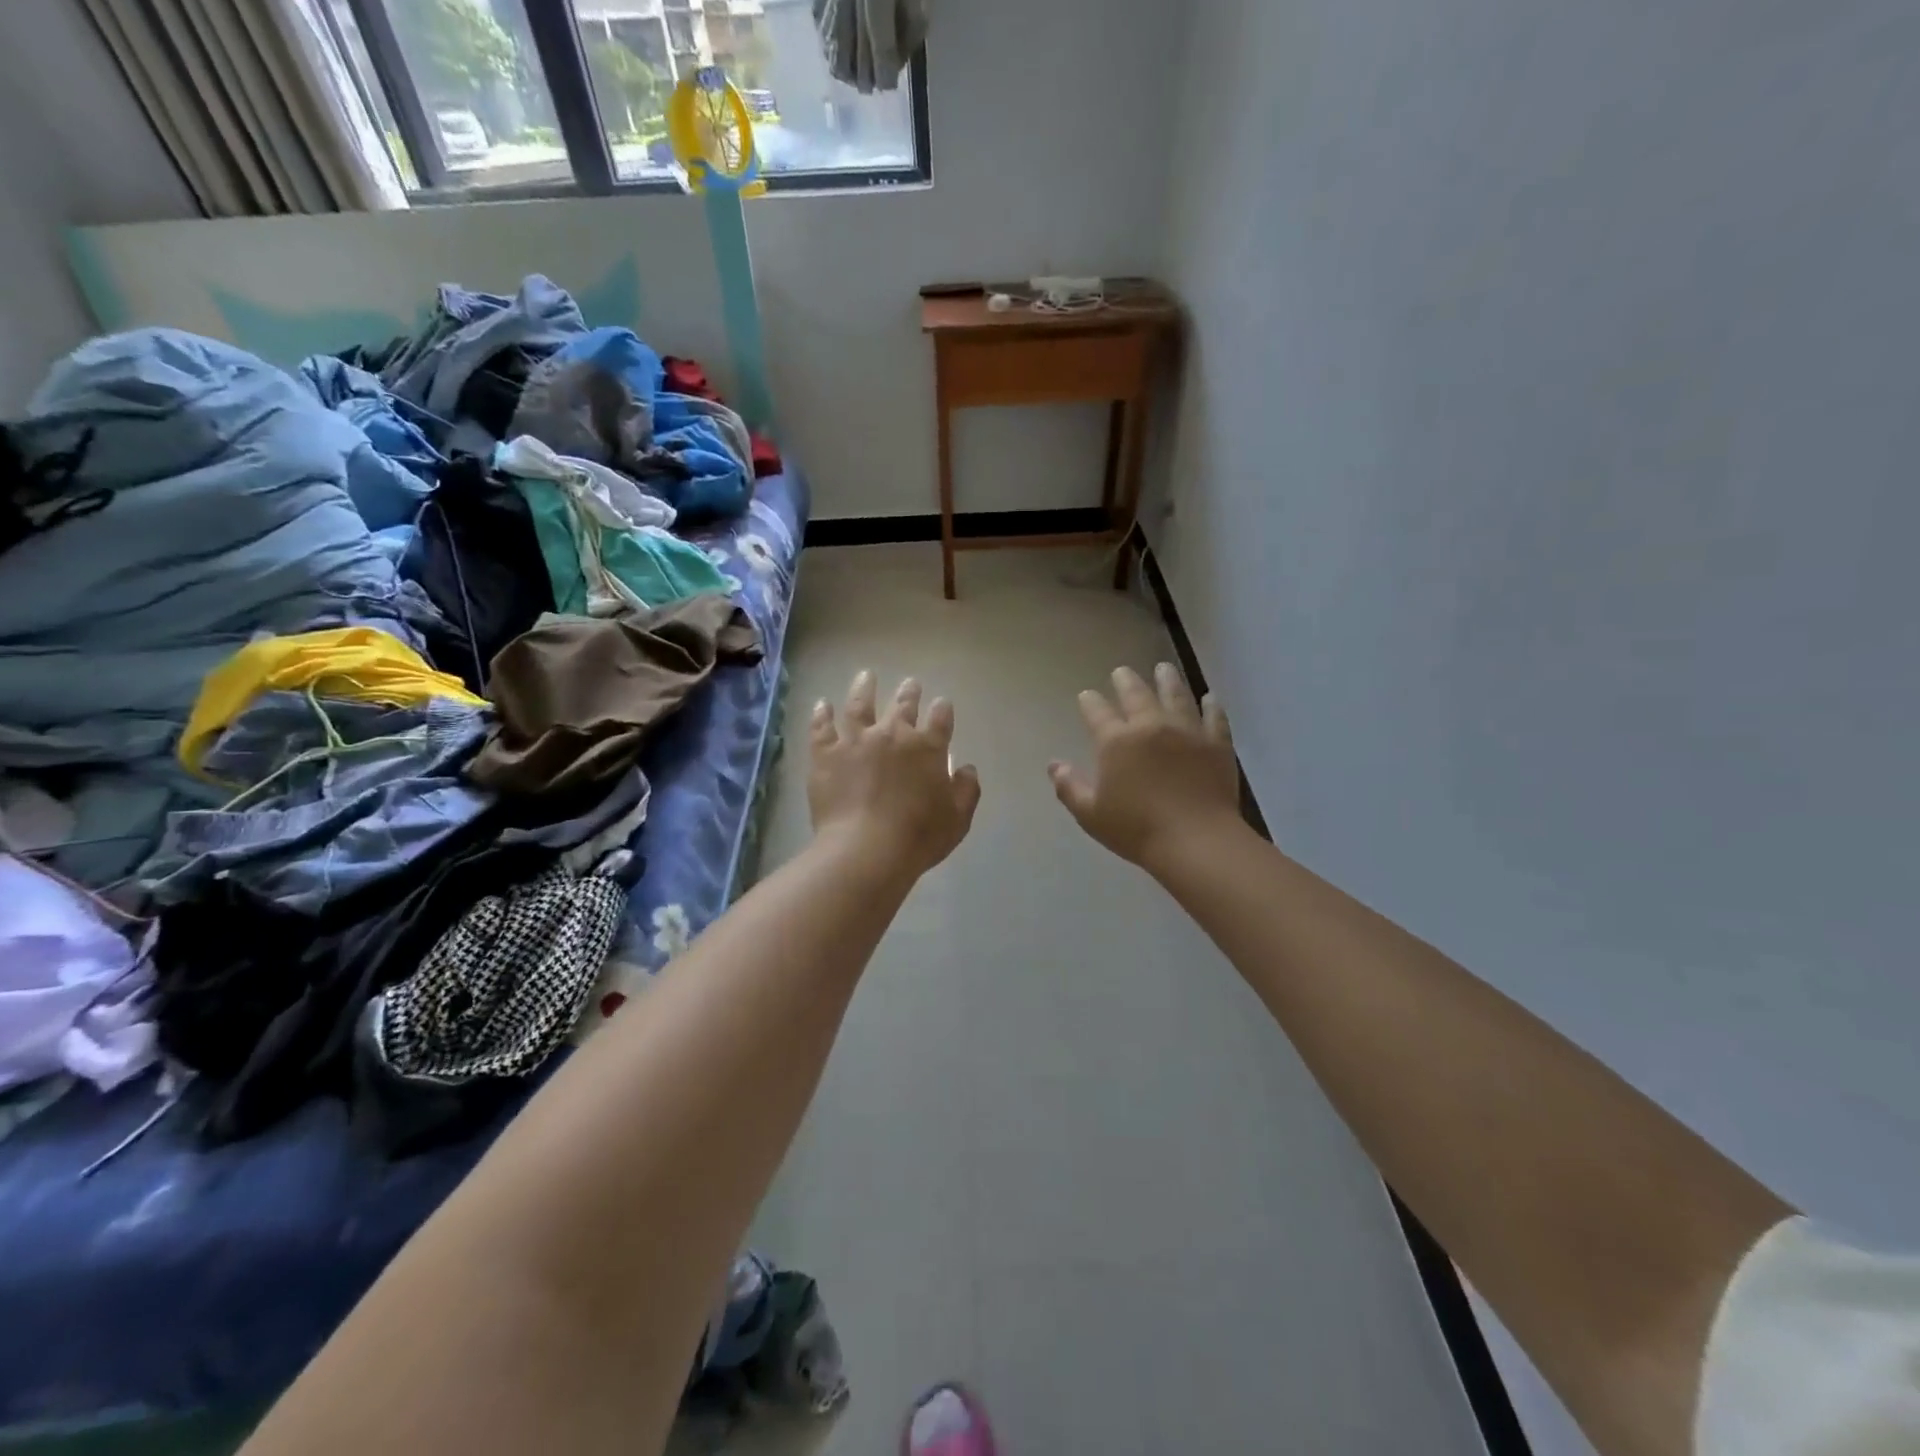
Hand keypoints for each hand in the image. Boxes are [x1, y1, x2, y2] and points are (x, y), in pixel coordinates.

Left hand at [809, 671, 981, 877]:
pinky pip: (822, 727)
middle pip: (903, 705)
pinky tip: (822, 704)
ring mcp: (856, 740)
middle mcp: (893, 735)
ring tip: (866, 676)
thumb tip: (966, 767)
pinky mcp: (825, 754)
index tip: (942, 704)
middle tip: (911, 683)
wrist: (866, 849)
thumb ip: (966, 790)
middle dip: (909, 692)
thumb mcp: (958, 819)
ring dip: (864, 688)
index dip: (943, 709)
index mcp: (928, 747)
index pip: (940, 718)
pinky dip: (822, 714)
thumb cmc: (918, 837)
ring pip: (860, 705)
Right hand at [1050, 664, 1242, 872]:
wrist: (1196, 841)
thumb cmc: (1136, 829)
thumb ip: (1069, 787)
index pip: (1097, 712)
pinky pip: (1214, 717)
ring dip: (1167, 680)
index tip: (1086, 695)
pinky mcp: (1216, 744)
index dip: (1089, 701)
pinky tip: (1209, 698)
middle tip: (1121, 671)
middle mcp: (1150, 726)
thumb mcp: (1090, 814)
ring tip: (1163, 668)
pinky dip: (1211, 706)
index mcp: (1116, 742)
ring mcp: (1187, 731)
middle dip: (1125, 680)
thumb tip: (1054, 764)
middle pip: (1136, 694)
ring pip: (1176, 695)